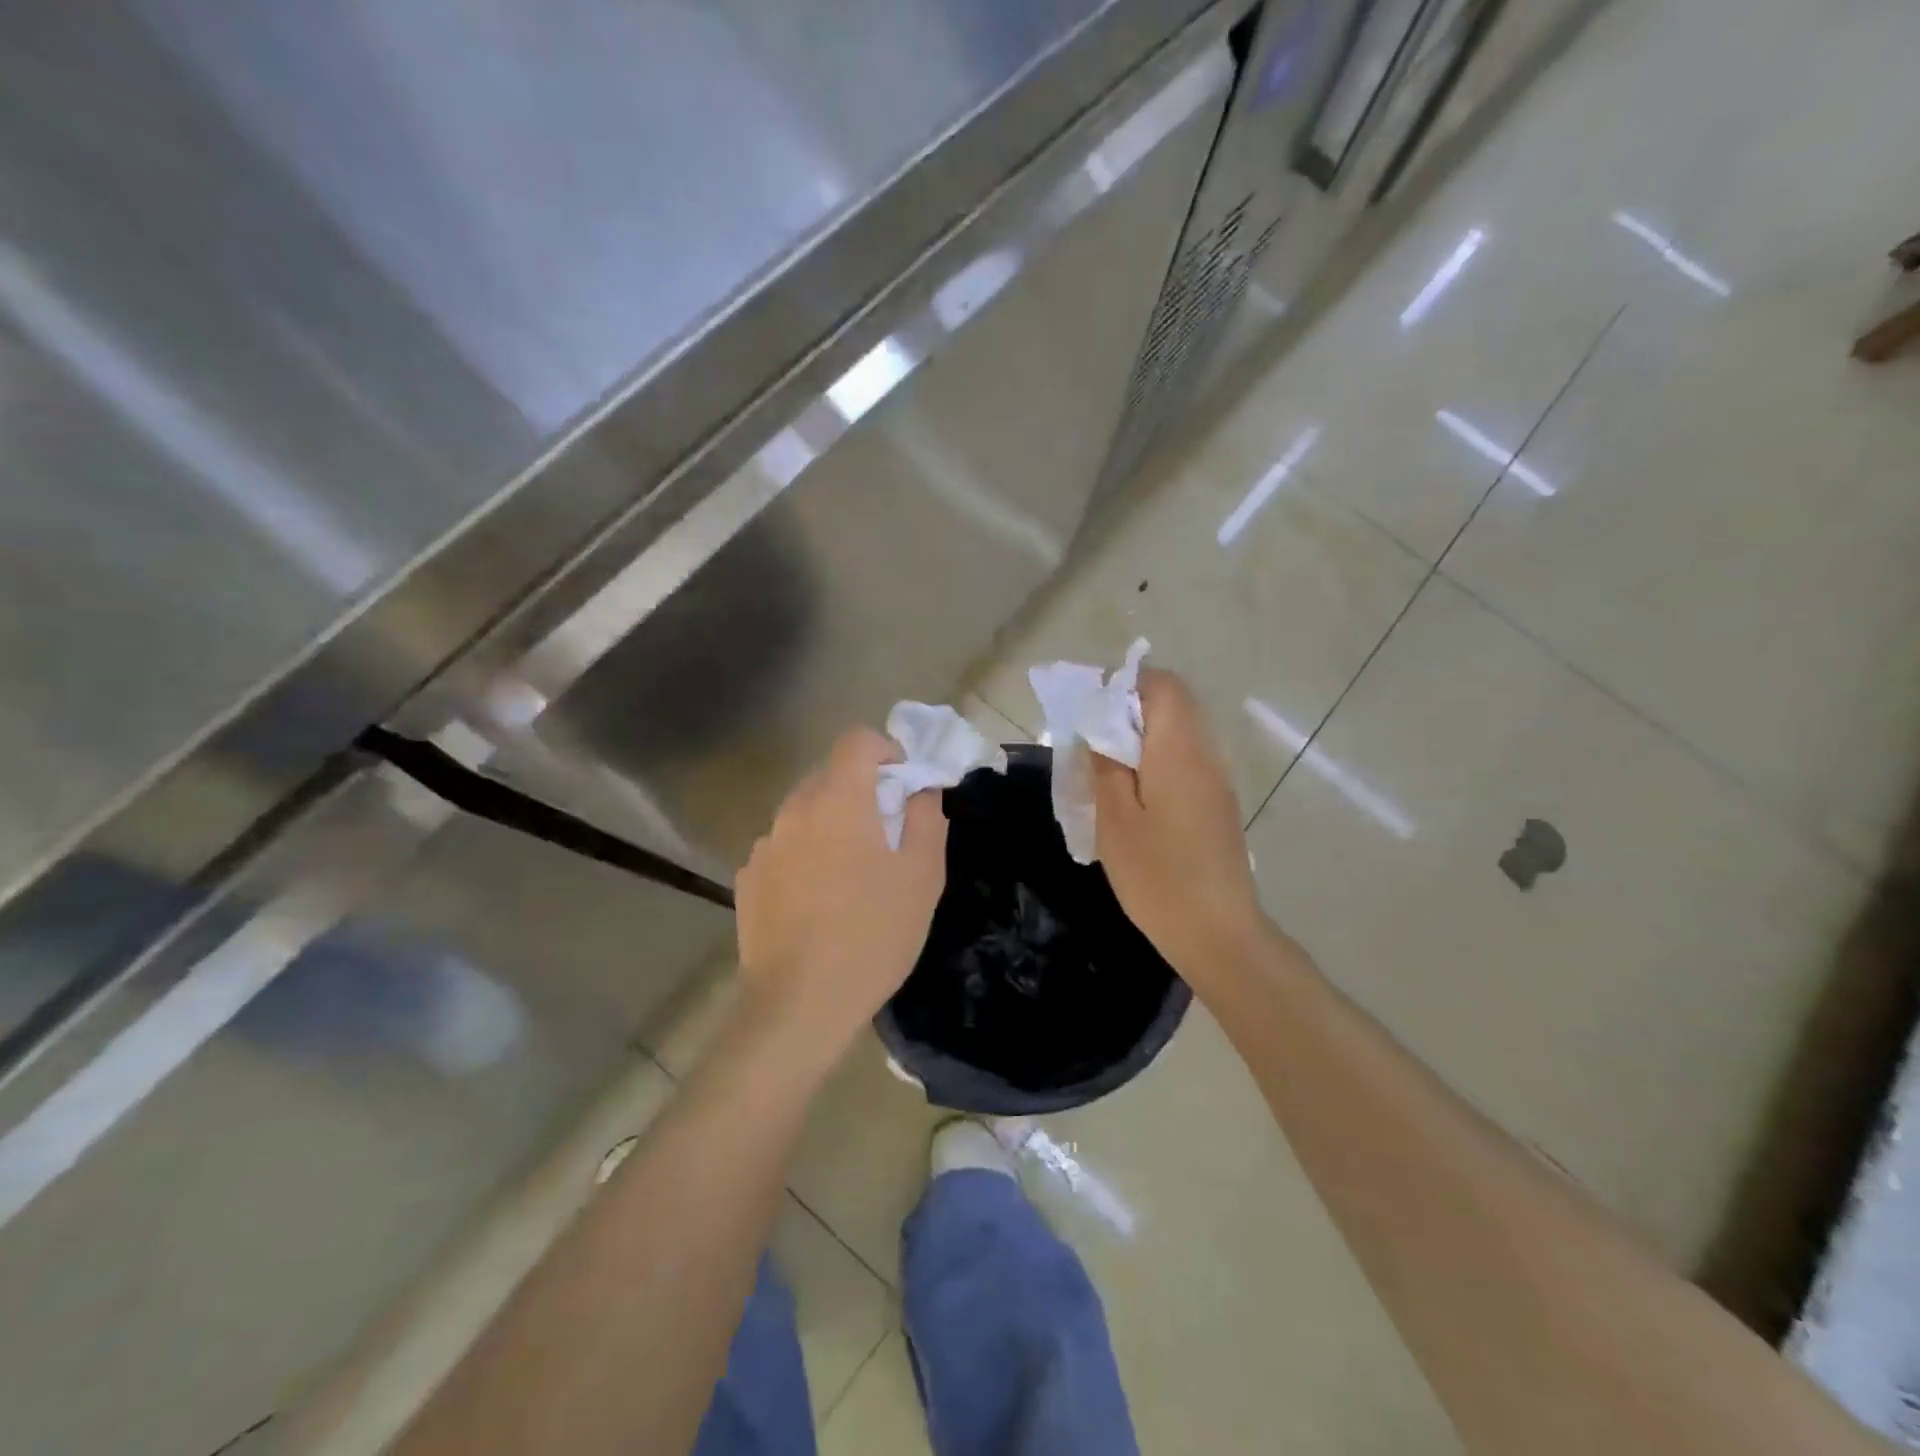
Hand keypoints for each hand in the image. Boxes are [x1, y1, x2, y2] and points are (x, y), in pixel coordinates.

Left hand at [734, 727, 947, 1057]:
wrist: (799, 1005)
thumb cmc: (872, 935)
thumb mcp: (922, 876)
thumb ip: (926, 818)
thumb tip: (920, 789)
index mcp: (838, 800)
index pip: (857, 740)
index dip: (886, 751)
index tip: (903, 785)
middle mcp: (794, 811)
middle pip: (829, 775)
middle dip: (861, 791)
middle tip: (885, 834)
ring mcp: (764, 846)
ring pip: (804, 813)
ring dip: (831, 824)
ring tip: (850, 875)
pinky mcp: (747, 879)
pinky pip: (784, 848)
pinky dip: (804, 855)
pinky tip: (817, 902)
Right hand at [1092, 670, 1270, 988]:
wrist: (1218, 933)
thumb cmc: (1158, 876)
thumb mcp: (1115, 819)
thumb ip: (1105, 765)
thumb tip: (1097, 729)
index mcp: (1180, 749)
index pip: (1163, 685)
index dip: (1126, 684)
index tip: (1092, 710)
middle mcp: (1206, 754)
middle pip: (1174, 705)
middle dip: (1130, 710)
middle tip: (1093, 742)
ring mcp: (1217, 780)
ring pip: (1181, 733)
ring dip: (1144, 738)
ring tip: (1108, 769)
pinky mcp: (1219, 804)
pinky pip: (1187, 761)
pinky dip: (1158, 761)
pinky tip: (1135, 797)